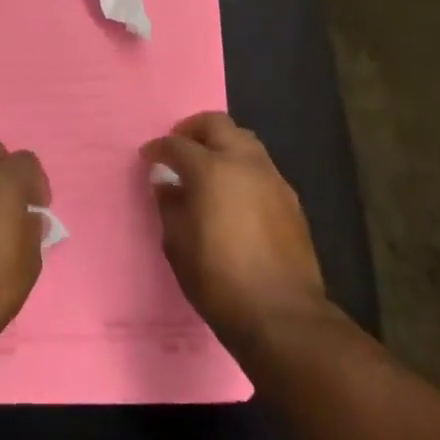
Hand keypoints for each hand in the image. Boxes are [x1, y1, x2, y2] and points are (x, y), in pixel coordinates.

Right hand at [141, 112, 329, 350]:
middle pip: (218, 125)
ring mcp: (273, 179)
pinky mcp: (291, 199)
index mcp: (211, 170)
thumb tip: (167, 184)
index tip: (149, 157)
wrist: (281, 314)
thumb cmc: (218, 280)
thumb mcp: (177, 244)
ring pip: (245, 141)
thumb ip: (170, 205)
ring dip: (222, 145)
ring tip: (207, 168)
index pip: (178, 145)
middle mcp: (245, 163)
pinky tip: (233, 194)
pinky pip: (261, 167)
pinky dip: (242, 168)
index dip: (159, 148)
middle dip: (194, 130)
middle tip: (179, 148)